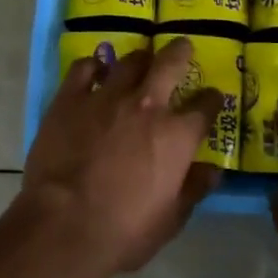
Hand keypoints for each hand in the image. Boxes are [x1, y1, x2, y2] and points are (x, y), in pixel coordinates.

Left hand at [19, 38, 221, 276]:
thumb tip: (214, 170)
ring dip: (140, 59)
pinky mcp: (71, 98)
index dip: (211, 100)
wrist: (64, 225)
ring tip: (141, 60)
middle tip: (183, 47)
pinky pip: (84, 68)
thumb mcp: (170, 219)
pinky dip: (93, 66)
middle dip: (180, 52)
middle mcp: (147, 105)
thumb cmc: (124, 230)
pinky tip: (95, 70)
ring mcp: (107, 97)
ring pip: (130, 62)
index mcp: (177, 135)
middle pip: (170, 64)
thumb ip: (194, 189)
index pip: (205, 107)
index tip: (212, 98)